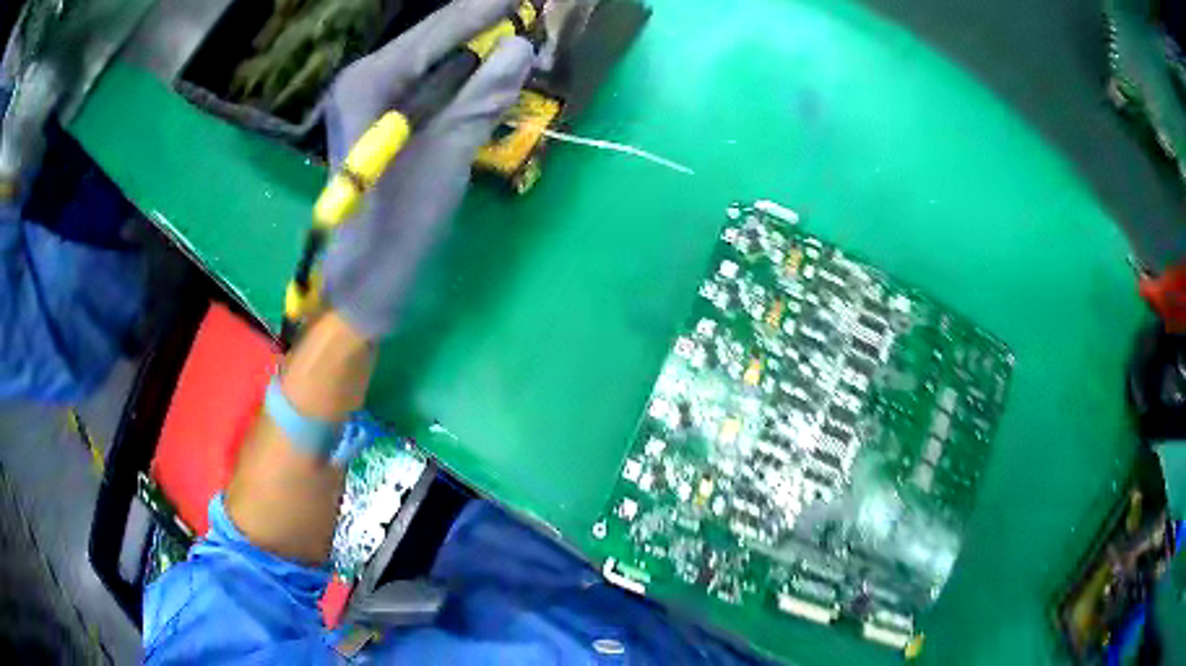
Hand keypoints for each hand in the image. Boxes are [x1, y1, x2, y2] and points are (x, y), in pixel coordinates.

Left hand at [321, 0, 533, 339]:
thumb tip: (521, 47)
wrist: (367, 274)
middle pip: (435, 35)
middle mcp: (366, 76)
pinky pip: (430, 78)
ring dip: (477, 44)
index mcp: (372, 80)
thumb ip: (481, 96)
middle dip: (484, 22)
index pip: (441, 27)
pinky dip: (464, 72)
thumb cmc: (399, 222)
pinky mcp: (383, 113)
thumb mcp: (446, 156)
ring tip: (519, 38)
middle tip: (529, 15)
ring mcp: (371, 94)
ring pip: (434, 54)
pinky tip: (491, 69)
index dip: (488, 7)